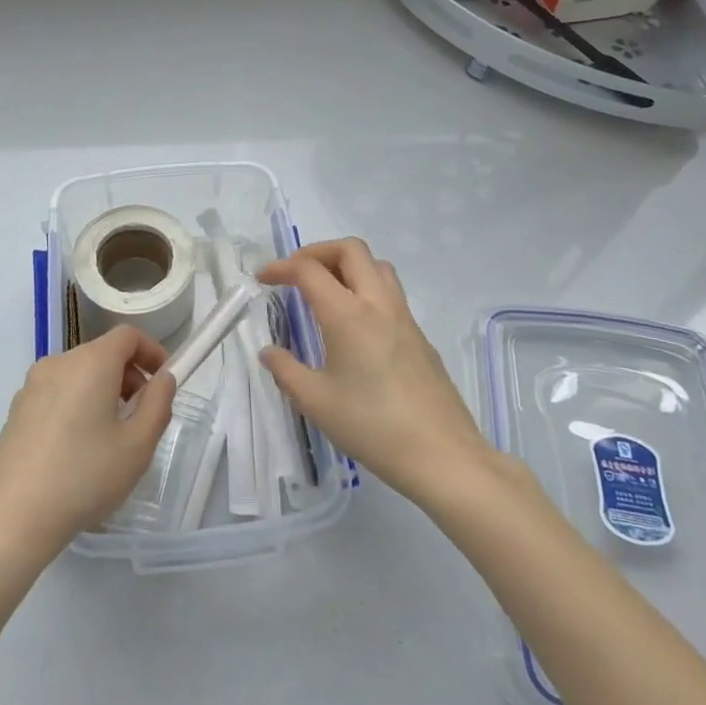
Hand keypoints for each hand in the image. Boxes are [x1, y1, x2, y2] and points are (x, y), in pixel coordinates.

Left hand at [0, 326, 176, 586]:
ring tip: (112, 438)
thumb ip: (158, 404)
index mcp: (90, 362)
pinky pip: (57, 394)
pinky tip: (78, 451)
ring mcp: (31, 386)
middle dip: (129, 376)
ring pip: (79, 375)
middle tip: (142, 417)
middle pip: (102, 354)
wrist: (10, 518)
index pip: (127, 335)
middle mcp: (58, 363)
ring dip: (103, 392)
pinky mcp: (16, 411)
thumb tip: (162, 379)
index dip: (151, 351)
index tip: (164, 381)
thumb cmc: (83, 476)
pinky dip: (77, 405)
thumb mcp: (137, 446)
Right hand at [258, 239, 488, 502]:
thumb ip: (286, 371)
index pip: (309, 270)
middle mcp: (378, 303)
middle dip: (317, 252)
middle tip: (295, 274)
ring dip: (346, 265)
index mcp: (348, 314)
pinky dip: (366, 288)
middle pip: (350, 250)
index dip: (281, 267)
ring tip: (326, 291)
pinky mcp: (420, 335)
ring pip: (376, 265)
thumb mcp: (316, 402)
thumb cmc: (372, 427)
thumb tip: (269, 352)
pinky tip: (354, 325)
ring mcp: (404, 317)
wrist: (442, 455)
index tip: (263, 278)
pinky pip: (390, 292)